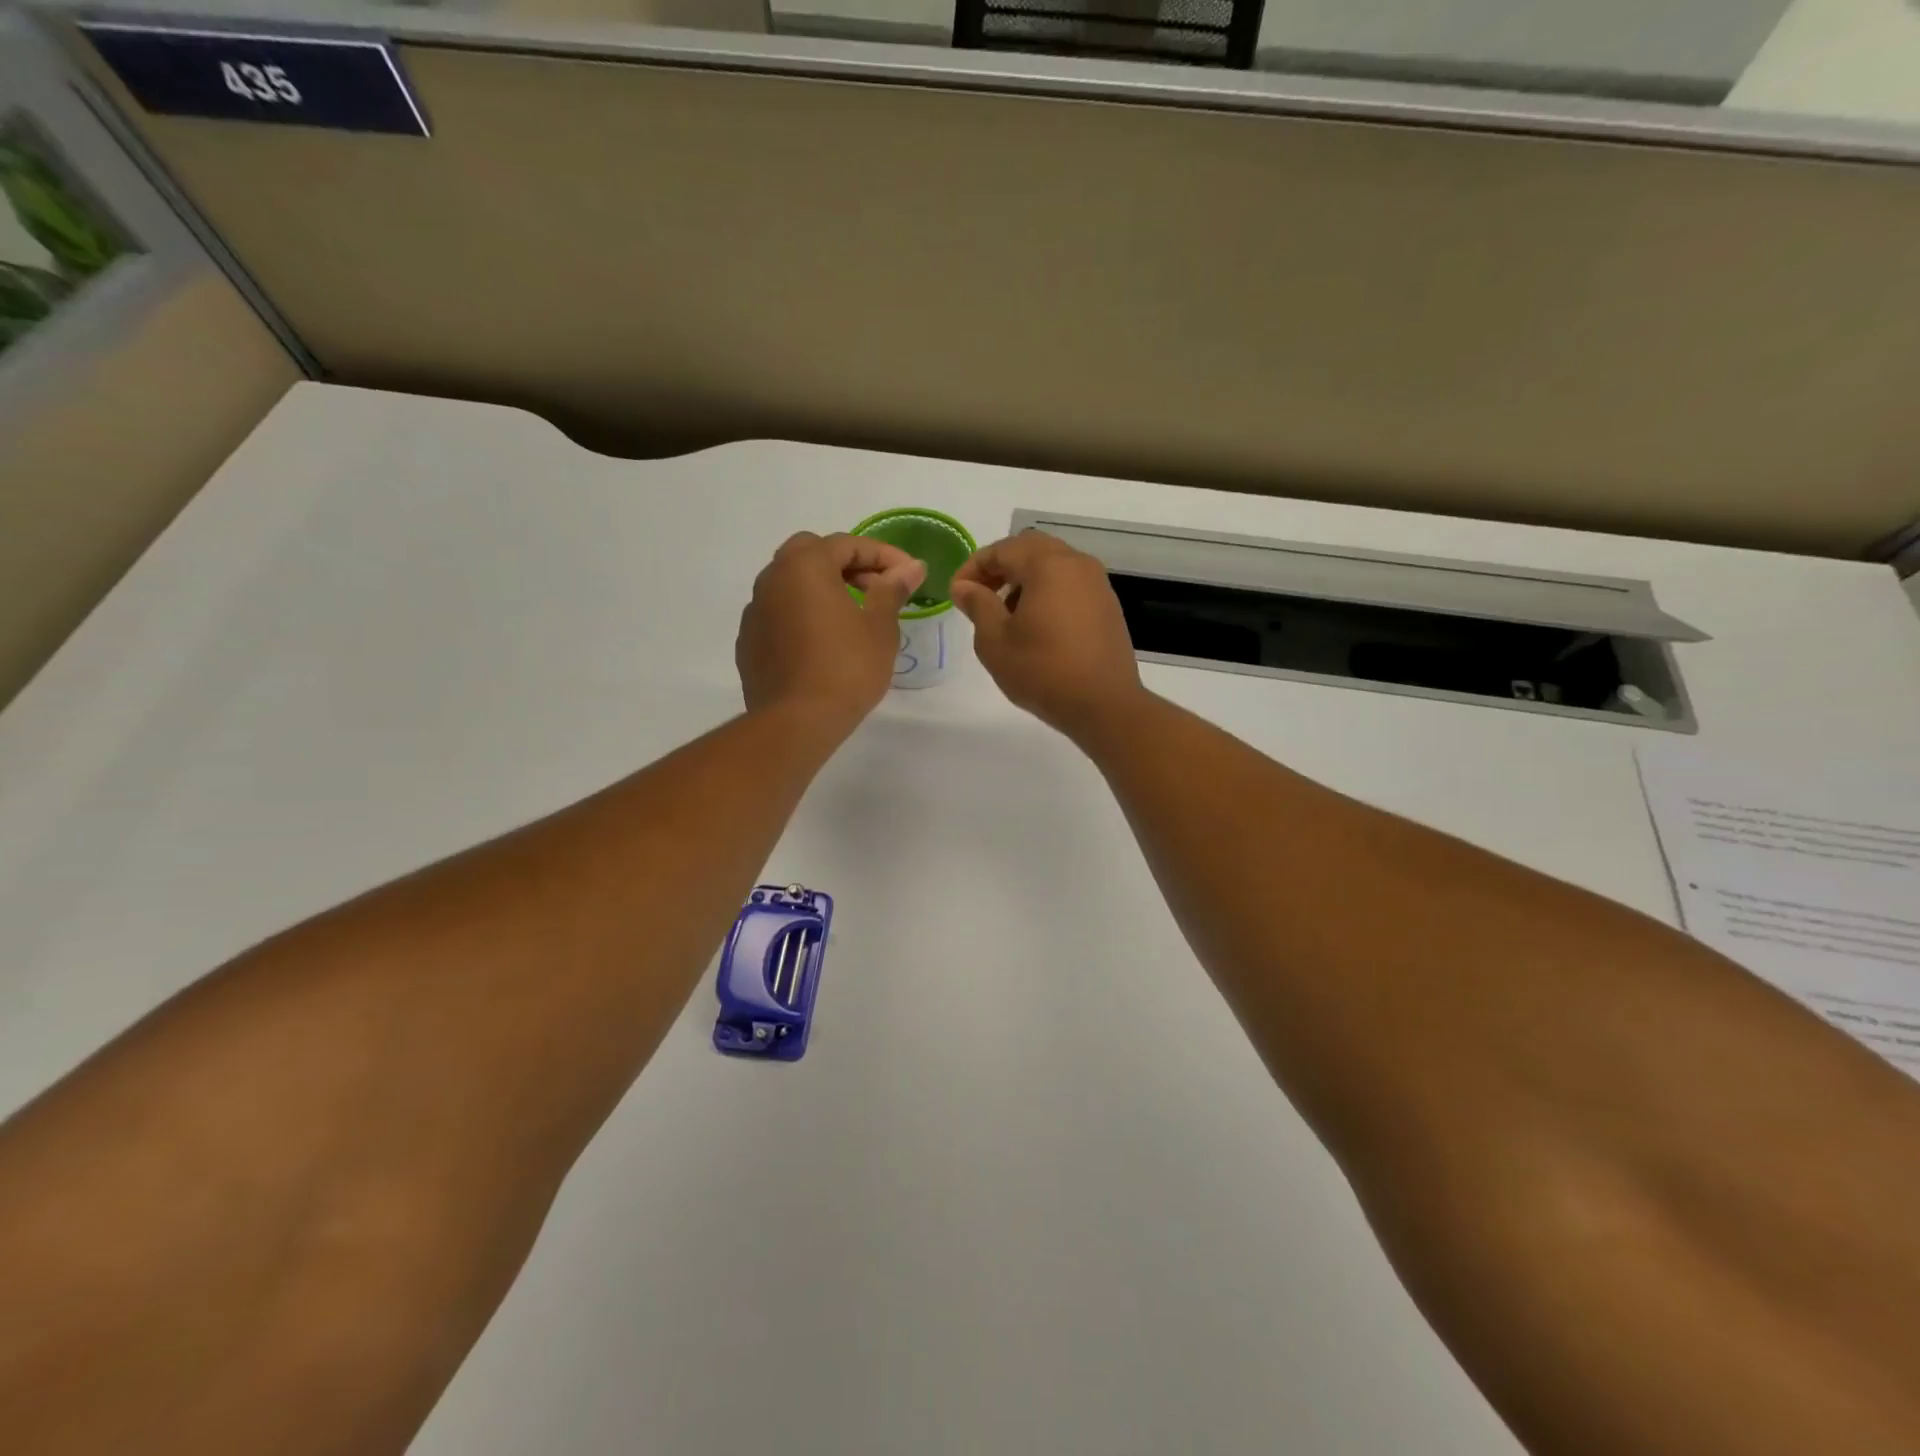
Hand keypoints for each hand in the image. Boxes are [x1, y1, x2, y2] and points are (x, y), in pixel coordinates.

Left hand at [737, 532, 925, 736]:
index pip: (847, 544)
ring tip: (851, 616)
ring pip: (790, 583)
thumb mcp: (880, 628)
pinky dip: (802, 615)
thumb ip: (892, 590)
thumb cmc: (846, 668)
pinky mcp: (749, 642)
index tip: (909, 574)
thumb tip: (911, 567)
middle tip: (875, 588)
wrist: (795, 722)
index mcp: (804, 566)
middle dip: (846, 564)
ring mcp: (755, 611)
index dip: (883, 555)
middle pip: (811, 553)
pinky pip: (779, 614)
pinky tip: (822, 643)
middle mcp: (772, 579)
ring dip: (821, 588)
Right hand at [950, 532, 1144, 737]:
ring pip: (1053, 566)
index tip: (956, 593)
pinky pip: (1070, 586)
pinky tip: (1036, 627)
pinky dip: (1047, 593)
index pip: (1002, 549)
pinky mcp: (1108, 607)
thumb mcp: (995, 641)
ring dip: (1024, 580)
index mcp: (1048, 565)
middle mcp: (1077, 564)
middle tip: (979, 596)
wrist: (1104, 705)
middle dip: (1000, 568)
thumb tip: (964, 586)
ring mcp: (1098, 584)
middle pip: (1030, 550)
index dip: (973, 567)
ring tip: (1005, 615)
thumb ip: (977, 605)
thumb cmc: (1042, 671)